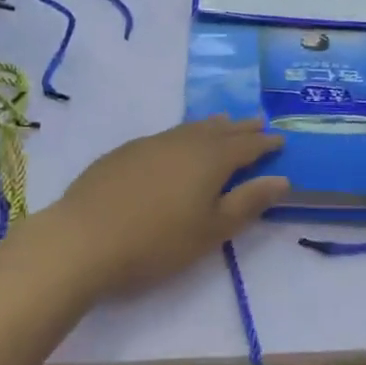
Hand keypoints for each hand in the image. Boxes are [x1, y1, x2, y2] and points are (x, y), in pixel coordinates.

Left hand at [41, 116, 287, 296]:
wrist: (84, 238)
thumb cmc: (157, 242)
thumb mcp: (211, 230)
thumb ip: (247, 203)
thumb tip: (281, 179)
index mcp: (210, 159)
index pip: (246, 146)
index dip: (265, 143)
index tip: (280, 139)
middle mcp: (184, 141)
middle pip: (220, 130)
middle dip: (241, 128)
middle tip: (258, 122)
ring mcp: (151, 143)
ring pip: (191, 128)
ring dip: (212, 126)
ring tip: (224, 123)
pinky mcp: (125, 152)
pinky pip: (167, 135)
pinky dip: (183, 135)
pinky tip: (177, 144)